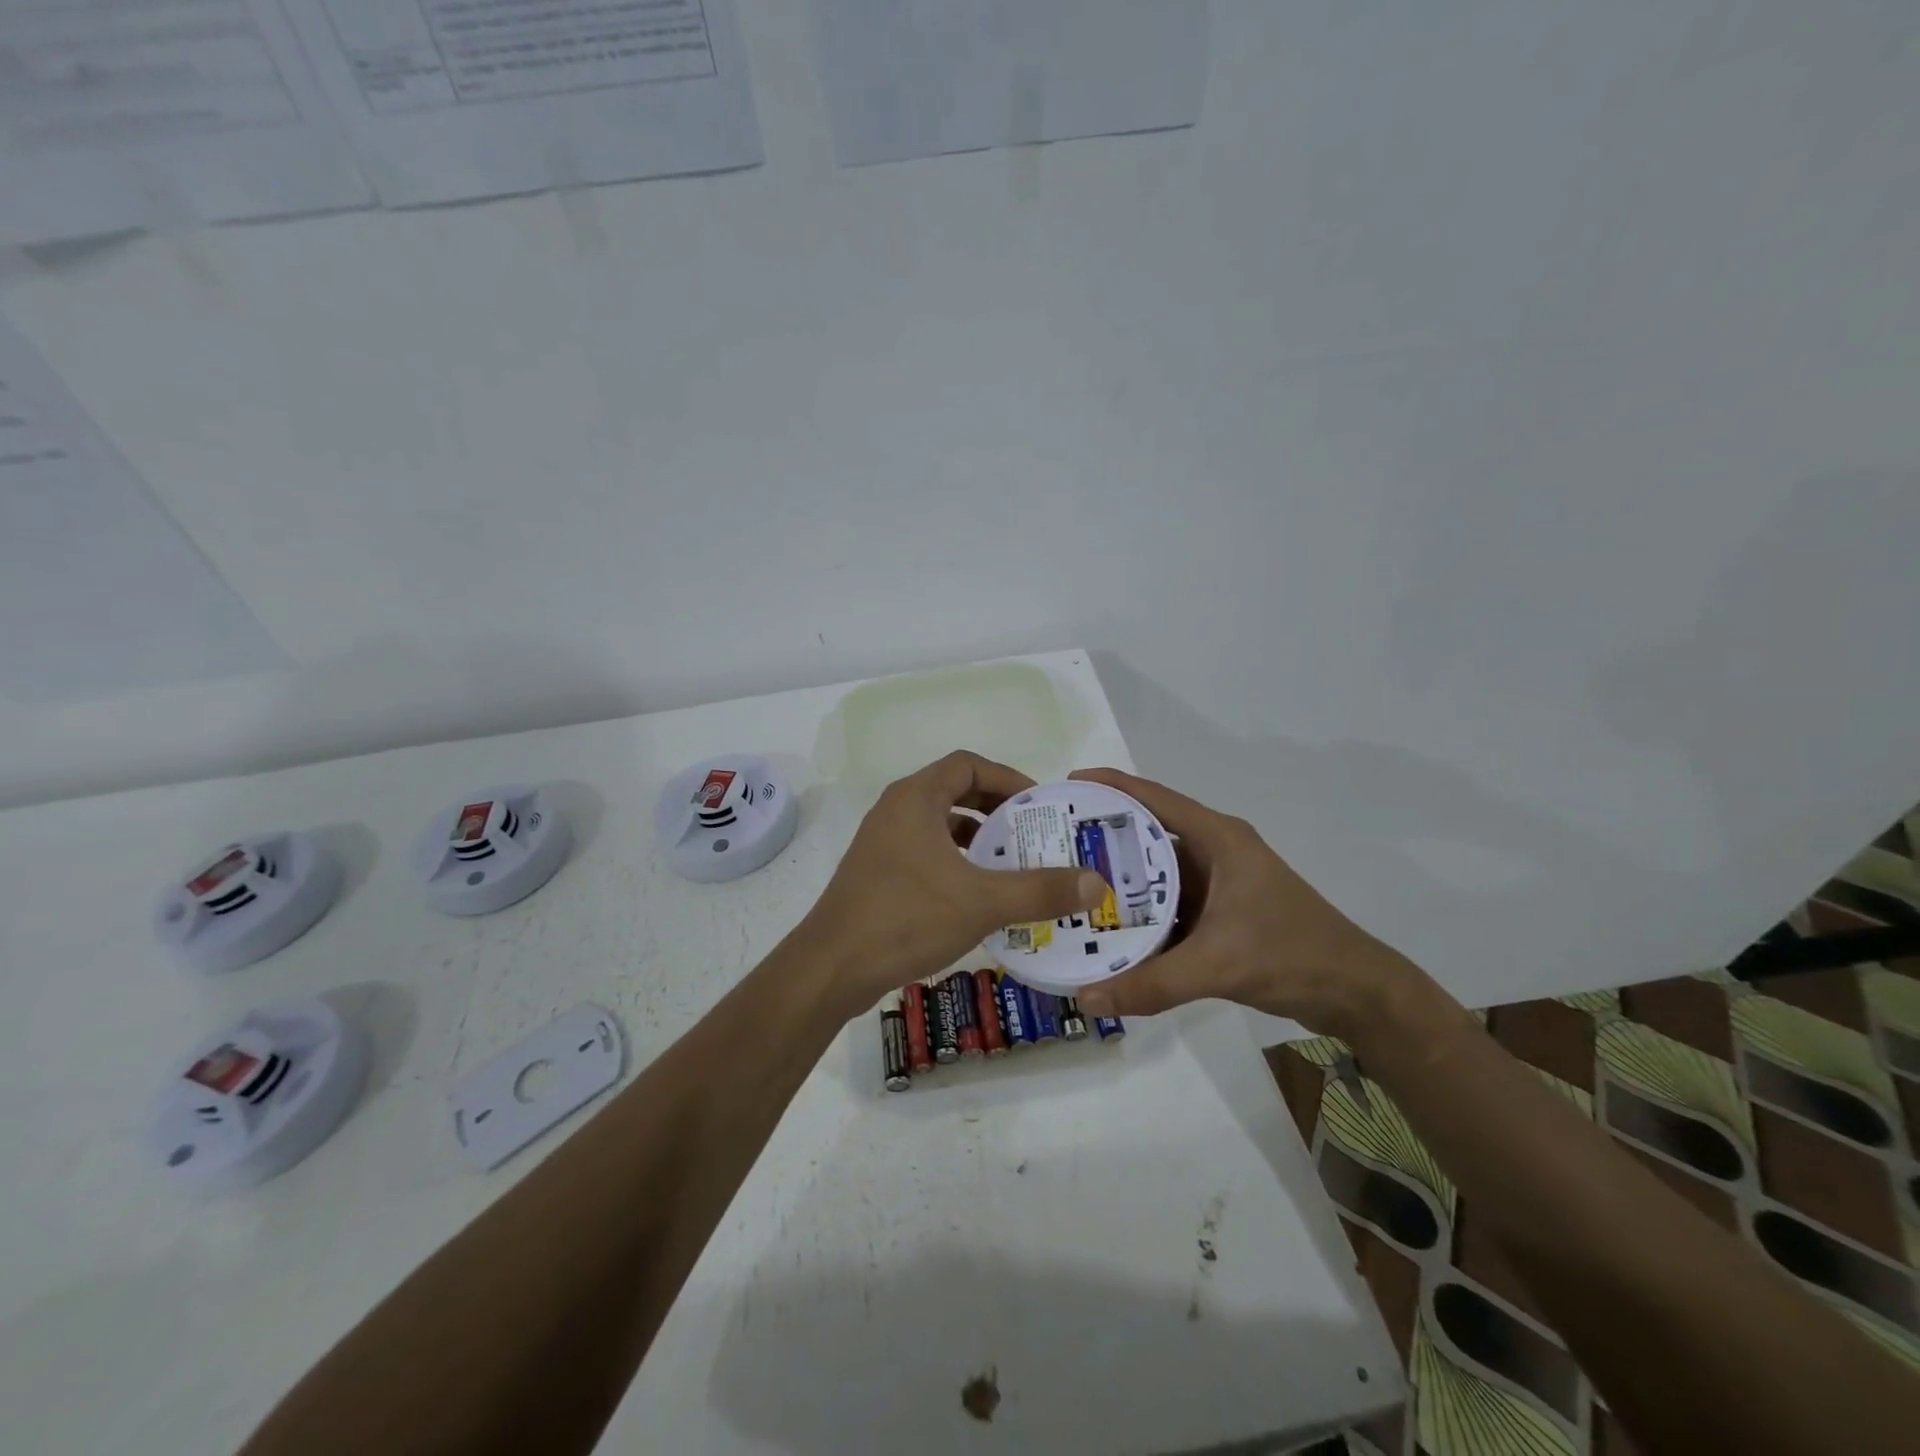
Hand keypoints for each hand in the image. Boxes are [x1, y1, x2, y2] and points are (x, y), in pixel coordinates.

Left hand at [803, 752, 1108, 1007]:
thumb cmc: (906, 918)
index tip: (1039, 804)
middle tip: (1033, 834)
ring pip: (939, 825)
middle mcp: (896, 811)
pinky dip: (956, 862)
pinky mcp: (877, 873)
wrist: (832, 967)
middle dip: (996, 809)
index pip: (968, 765)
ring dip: (976, 838)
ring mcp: (882, 843)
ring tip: (1011, 864)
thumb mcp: (981, 902)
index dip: (1007, 777)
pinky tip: (977, 895)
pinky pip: (925, 852)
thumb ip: (1040, 890)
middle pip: (954, 791)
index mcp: (916, 798)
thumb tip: (1096, 883)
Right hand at [1068, 768, 1424, 1041]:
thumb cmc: (1291, 955)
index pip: (1155, 799)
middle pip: (1150, 834)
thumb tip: (1086, 998)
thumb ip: (1151, 982)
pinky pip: (1171, 903)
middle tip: (1054, 846)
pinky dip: (1143, 911)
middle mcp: (1216, 851)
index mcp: (1219, 838)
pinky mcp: (1223, 912)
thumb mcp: (1217, 965)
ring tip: (1072, 886)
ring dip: (1121, 879)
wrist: (1356, 992)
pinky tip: (1110, 928)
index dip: (1110, 786)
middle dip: (1103, 837)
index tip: (1065, 785)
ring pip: (1159, 873)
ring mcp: (1221, 882)